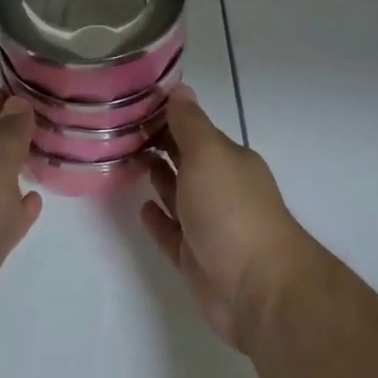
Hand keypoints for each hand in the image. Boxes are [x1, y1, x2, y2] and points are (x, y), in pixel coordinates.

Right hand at [140, 87, 314, 351]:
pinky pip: (172, 234)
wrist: (257, 288)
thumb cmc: (231, 210)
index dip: (166, 117)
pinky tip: (141, 209)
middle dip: (160, 146)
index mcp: (228, 160)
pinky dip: (158, 220)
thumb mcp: (208, 154)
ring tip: (127, 162)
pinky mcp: (197, 260)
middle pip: (186, 161)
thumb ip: (190, 123)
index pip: (194, 130)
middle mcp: (221, 188)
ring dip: (158, 179)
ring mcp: (210, 226)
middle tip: (120, 132)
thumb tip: (180, 89)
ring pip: (178, 196)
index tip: (132, 106)